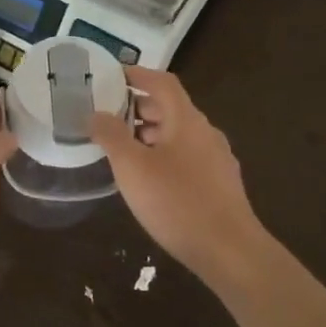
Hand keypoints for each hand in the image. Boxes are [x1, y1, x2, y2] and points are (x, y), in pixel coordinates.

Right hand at [90, 69, 266, 281]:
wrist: (230, 251)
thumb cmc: (177, 203)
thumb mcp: (133, 168)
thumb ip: (112, 136)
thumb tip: (95, 113)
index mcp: (187, 120)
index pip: (163, 82)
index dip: (138, 75)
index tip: (113, 76)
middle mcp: (206, 132)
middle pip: (171, 108)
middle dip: (140, 108)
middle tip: (109, 115)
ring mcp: (217, 159)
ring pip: (179, 135)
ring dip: (151, 134)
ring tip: (123, 148)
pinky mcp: (220, 185)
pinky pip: (187, 157)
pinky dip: (164, 155)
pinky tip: (150, 179)